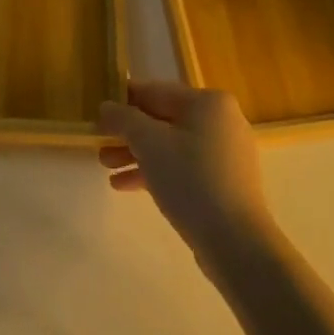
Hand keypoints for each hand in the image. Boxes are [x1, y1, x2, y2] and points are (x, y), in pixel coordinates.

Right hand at [98, 82, 274, 268]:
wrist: (236, 242)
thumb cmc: (191, 180)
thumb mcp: (149, 143)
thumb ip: (124, 119)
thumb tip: (107, 107)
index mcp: (208, 102)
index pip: (155, 91)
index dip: (123, 100)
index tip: (97, 113)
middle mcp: (221, 121)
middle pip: (163, 120)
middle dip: (128, 134)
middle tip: (99, 145)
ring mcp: (225, 153)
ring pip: (171, 146)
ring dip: (137, 154)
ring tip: (106, 167)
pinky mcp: (224, 182)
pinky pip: (183, 167)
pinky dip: (156, 172)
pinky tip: (125, 185)